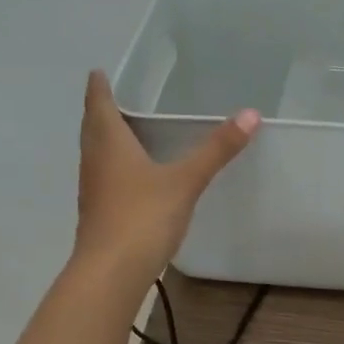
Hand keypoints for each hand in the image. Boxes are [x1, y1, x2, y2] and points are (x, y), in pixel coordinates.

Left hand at [72, 71, 258, 286]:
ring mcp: (93, 189)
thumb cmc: (143, 217)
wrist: (111, 272)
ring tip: (129, 131)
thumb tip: (251, 114)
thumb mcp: (185, 180)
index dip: (99, 85)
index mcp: (108, 142)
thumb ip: (216, 149)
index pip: (98, 102)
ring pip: (97, 153)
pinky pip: (105, 177)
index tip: (101, 71)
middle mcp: (94, 160)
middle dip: (102, 110)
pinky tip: (134, 175)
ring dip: (107, 139)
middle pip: (93, 126)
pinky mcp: (99, 213)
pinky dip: (115, 166)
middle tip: (120, 96)